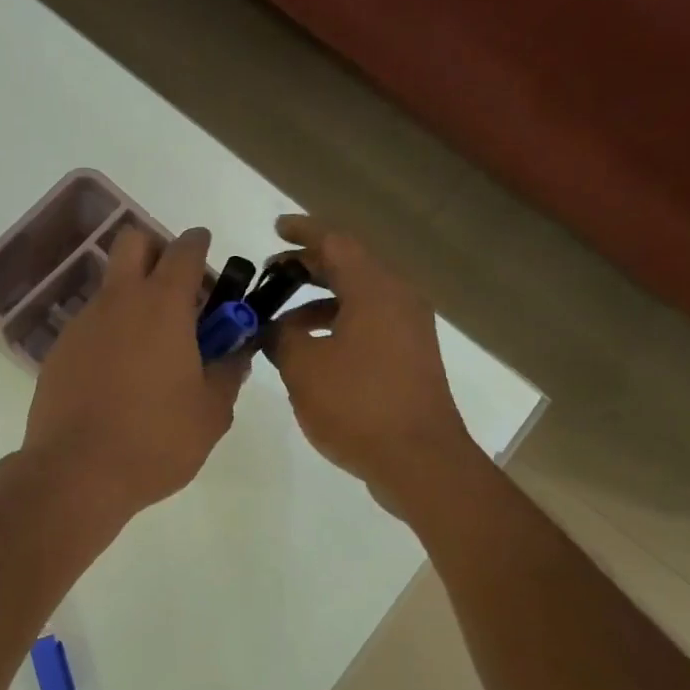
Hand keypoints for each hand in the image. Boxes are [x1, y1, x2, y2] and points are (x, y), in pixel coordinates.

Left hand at [22, 226, 248, 522]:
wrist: (76, 473)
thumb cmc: (156, 440)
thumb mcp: (211, 413)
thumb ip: (229, 373)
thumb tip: (236, 353)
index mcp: (163, 306)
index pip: (184, 249)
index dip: (200, 247)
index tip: (209, 264)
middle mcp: (118, 301)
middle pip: (134, 242)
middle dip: (158, 253)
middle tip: (178, 296)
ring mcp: (82, 324)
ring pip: (110, 287)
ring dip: (133, 299)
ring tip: (151, 352)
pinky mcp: (59, 351)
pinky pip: (91, 325)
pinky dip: (110, 334)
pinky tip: (119, 378)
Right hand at [260, 215, 481, 511]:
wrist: (419, 460)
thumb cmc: (358, 405)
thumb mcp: (303, 367)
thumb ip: (280, 337)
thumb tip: (273, 327)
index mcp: (375, 289)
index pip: (336, 242)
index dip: (302, 232)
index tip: (275, 228)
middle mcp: (398, 299)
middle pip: (349, 267)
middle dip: (306, 269)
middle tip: (270, 276)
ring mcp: (409, 329)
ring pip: (358, 299)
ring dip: (318, 303)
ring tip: (280, 322)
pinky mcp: (410, 357)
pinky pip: (368, 325)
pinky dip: (337, 326)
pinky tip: (310, 352)